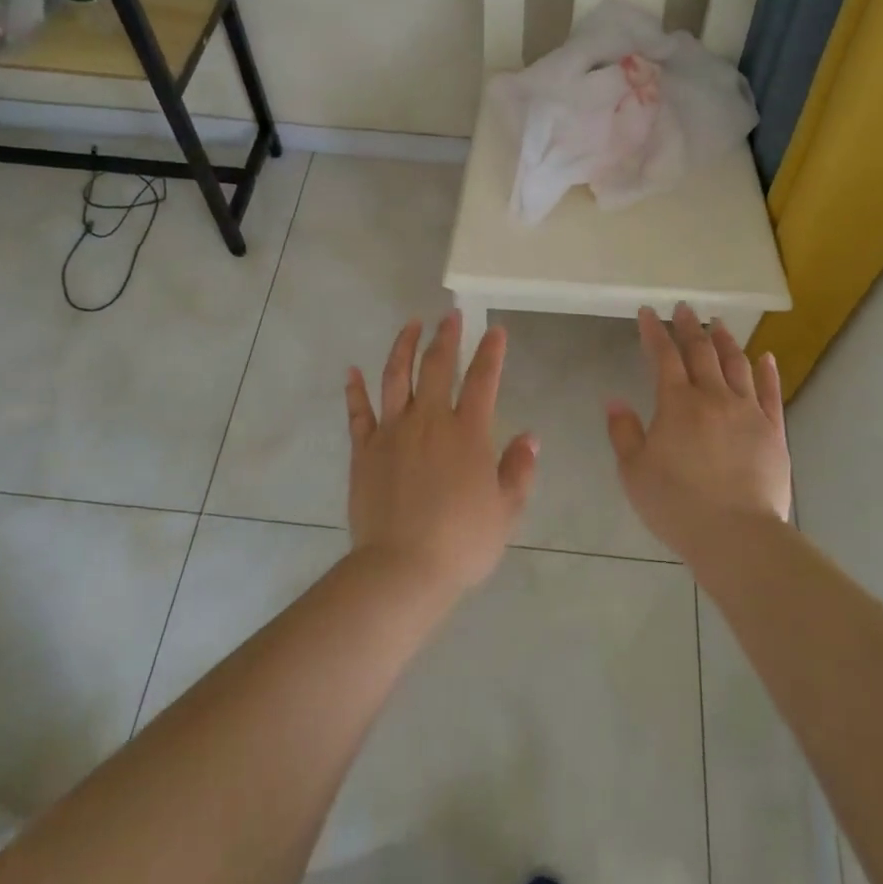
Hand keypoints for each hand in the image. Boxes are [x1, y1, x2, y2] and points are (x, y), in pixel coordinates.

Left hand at [345, 313, 538, 596]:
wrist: (402, 568)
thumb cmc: (462, 542)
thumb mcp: (506, 510)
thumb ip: (518, 470)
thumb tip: (530, 437)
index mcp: (467, 432)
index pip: (483, 380)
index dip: (490, 352)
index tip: (495, 330)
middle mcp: (429, 421)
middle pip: (436, 366)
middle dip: (446, 336)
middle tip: (450, 315)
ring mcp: (392, 432)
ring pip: (395, 377)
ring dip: (403, 346)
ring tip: (410, 325)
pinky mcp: (364, 450)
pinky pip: (358, 412)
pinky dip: (355, 389)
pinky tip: (352, 371)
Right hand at [606, 304, 791, 562]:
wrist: (736, 536)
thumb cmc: (677, 505)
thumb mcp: (633, 472)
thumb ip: (623, 432)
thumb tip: (614, 399)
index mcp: (677, 403)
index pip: (663, 356)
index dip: (654, 331)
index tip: (648, 312)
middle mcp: (713, 397)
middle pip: (701, 352)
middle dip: (690, 327)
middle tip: (685, 308)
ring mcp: (748, 411)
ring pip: (737, 365)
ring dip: (726, 341)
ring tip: (720, 324)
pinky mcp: (773, 431)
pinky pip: (771, 393)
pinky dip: (768, 371)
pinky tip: (766, 357)